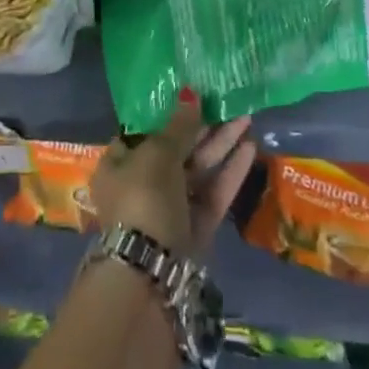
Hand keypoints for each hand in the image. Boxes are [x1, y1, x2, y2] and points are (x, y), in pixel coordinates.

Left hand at [91, 93, 255, 256]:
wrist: (150, 274)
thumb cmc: (143, 198)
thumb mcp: (157, 154)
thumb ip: (178, 126)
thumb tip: (190, 94)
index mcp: (118, 164)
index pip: (143, 131)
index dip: (167, 113)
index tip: (192, 95)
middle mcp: (141, 185)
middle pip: (175, 150)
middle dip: (202, 128)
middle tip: (227, 102)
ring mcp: (169, 210)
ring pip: (198, 171)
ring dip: (221, 146)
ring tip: (245, 117)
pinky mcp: (194, 230)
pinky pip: (212, 194)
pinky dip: (229, 173)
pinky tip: (250, 149)